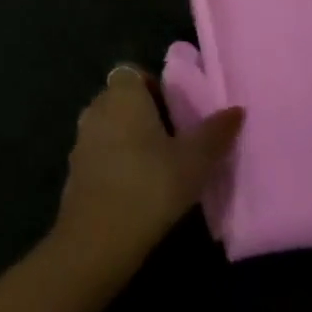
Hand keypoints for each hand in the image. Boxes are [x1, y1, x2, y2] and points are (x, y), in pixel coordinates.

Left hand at [54, 65, 243, 273]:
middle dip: (144, 115)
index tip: (175, 115)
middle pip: (122, 99)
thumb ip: (215, 133)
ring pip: (109, 127)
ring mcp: (81, 138)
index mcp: (123, 93)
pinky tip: (134, 191)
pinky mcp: (73, 169)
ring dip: (128, 140)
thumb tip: (237, 110)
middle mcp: (97, 106)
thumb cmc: (149, 186)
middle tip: (172, 143)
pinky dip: (114, 163)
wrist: (97, 238)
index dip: (154, 89)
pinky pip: (98, 154)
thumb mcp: (194, 161)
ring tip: (156, 169)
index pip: (134, 73)